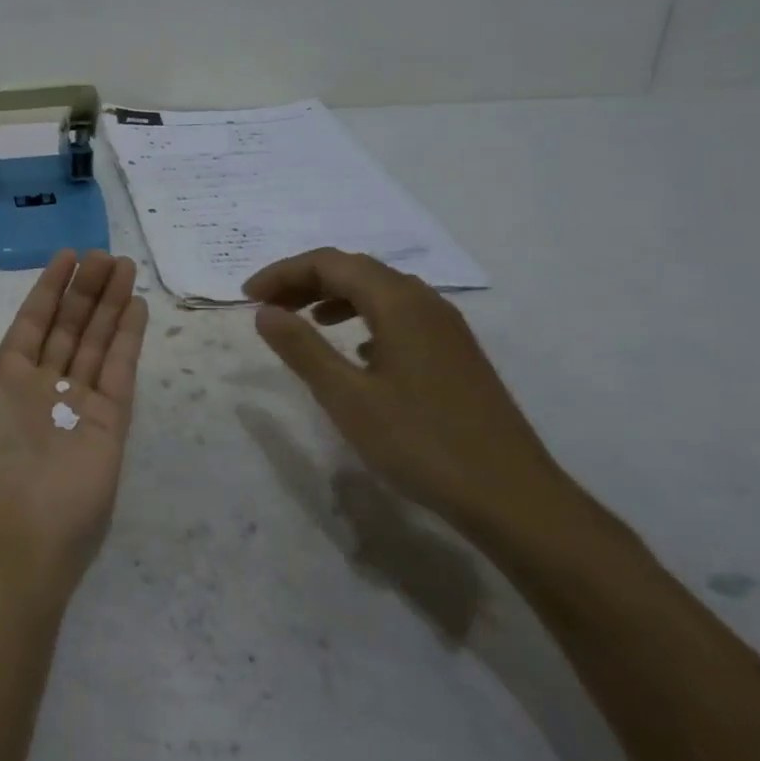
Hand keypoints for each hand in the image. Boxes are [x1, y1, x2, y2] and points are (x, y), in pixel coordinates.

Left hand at [0, 250, 148, 592]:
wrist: (19, 507)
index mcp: (9, 375)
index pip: (35, 320)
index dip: (51, 288)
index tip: (69, 256)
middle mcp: (46, 383)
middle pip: (71, 325)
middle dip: (87, 290)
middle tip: (106, 255)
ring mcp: (81, 400)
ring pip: (98, 340)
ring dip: (111, 304)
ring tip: (125, 267)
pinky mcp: (112, 418)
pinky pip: (121, 367)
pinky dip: (129, 336)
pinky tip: (138, 305)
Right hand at [245, 248, 589, 549]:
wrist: (512, 497)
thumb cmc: (421, 443)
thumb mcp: (346, 397)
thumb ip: (301, 348)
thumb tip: (264, 312)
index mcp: (399, 304)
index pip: (330, 263)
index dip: (283, 273)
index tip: (247, 298)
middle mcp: (426, 303)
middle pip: (356, 270)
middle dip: (305, 281)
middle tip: (268, 307)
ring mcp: (446, 328)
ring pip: (380, 291)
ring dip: (334, 297)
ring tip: (304, 321)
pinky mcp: (455, 354)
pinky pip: (400, 316)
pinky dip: (364, 318)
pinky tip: (355, 351)